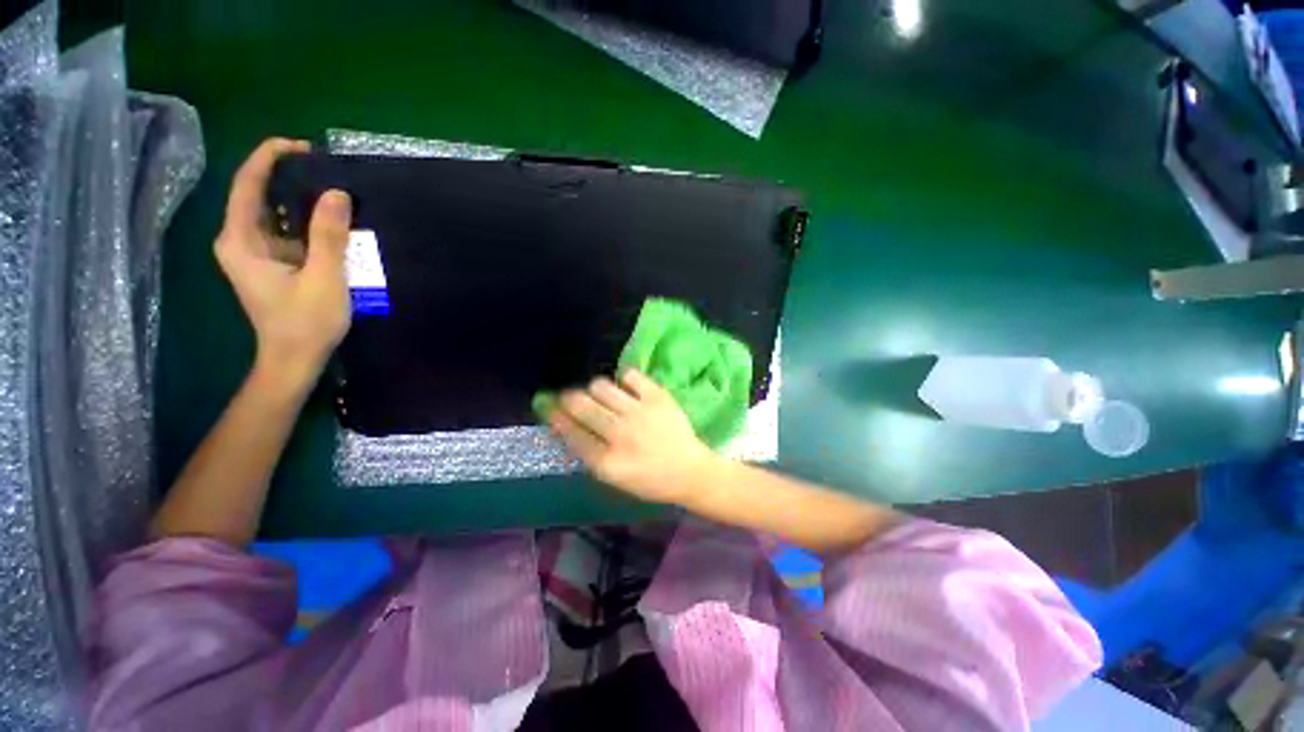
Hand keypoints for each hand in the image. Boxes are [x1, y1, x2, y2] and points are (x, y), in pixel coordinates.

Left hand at [215, 138, 351, 388]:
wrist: (295, 360)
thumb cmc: (305, 323)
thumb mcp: (323, 278)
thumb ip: (328, 236)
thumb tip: (337, 192)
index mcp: (240, 239)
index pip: (248, 184)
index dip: (271, 157)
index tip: (305, 147)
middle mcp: (240, 239)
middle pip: (260, 194)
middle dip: (291, 178)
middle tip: (331, 171)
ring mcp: (256, 252)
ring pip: (276, 213)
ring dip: (303, 201)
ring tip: (337, 192)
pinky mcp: (272, 263)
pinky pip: (287, 231)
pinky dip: (308, 223)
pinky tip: (333, 222)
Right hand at [547, 369, 717, 504]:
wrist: (690, 471)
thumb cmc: (650, 480)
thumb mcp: (614, 479)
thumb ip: (590, 454)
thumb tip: (568, 426)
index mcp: (608, 462)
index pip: (572, 433)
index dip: (557, 418)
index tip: (551, 408)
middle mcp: (621, 434)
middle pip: (582, 406)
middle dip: (569, 398)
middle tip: (570, 397)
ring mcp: (640, 413)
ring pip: (602, 387)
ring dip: (594, 389)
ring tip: (600, 394)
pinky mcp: (658, 397)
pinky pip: (630, 375)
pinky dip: (623, 378)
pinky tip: (624, 387)